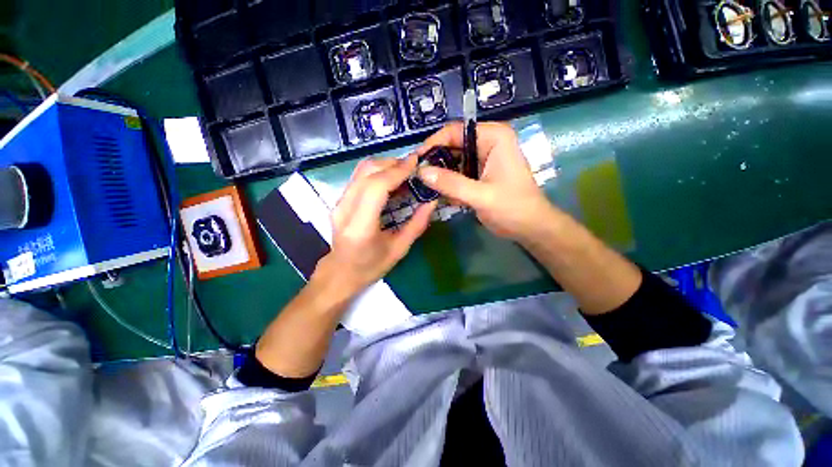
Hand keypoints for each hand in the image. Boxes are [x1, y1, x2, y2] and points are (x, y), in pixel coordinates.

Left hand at [313, 155, 436, 299]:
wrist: (340, 272)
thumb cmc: (370, 266)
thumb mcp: (399, 249)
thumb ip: (417, 225)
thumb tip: (432, 201)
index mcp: (361, 226)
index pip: (376, 187)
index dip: (397, 171)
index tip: (416, 162)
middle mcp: (345, 209)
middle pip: (367, 171)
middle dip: (393, 163)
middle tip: (414, 166)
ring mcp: (339, 202)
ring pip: (361, 170)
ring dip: (385, 164)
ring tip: (405, 171)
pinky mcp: (339, 200)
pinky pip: (359, 176)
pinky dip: (377, 172)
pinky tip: (391, 179)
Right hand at [415, 122, 556, 242]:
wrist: (529, 227)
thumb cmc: (513, 208)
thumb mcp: (481, 196)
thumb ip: (451, 183)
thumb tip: (421, 172)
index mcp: (493, 137)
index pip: (455, 131)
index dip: (433, 144)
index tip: (416, 161)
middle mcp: (487, 143)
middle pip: (452, 145)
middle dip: (435, 162)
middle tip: (417, 178)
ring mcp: (482, 159)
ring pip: (452, 161)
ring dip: (440, 175)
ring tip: (426, 188)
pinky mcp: (478, 174)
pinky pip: (456, 173)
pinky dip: (448, 184)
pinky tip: (442, 196)